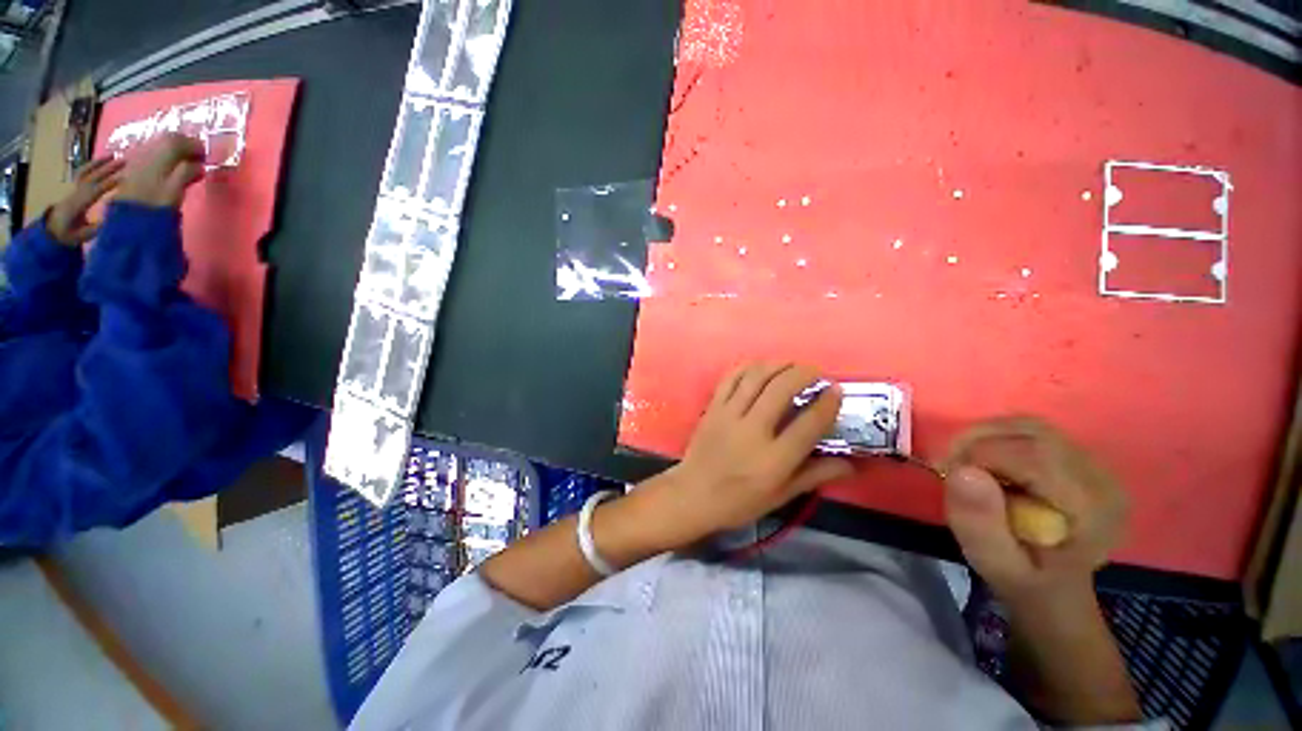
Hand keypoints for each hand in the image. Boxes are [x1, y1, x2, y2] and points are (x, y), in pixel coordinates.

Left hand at [46, 157, 125, 244]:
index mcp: (78, 204)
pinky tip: (101, 163)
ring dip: (99, 163)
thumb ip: (94, 228)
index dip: (108, 185)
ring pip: (86, 171)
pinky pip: (82, 173)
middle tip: (124, 161)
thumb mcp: (80, 236)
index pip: (95, 191)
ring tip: (113, 156)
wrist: (50, 231)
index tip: (124, 179)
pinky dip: (92, 166)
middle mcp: (75, 193)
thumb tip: (111, 220)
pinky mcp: (74, 188)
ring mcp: (73, 189)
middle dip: (107, 169)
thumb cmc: (67, 235)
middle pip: (92, 177)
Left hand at [114, 133, 205, 208]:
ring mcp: (138, 158)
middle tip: (196, 156)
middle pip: (168, 139)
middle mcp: (148, 150)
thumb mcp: (176, 190)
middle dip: (184, 144)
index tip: (206, 155)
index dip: (195, 145)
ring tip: (184, 161)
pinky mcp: (133, 166)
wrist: (129, 219)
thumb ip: (188, 173)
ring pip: (158, 144)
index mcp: (161, 155)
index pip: (180, 141)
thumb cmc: (157, 205)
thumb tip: (199, 165)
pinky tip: (167, 165)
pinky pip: (150, 152)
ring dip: (173, 149)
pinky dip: (162, 155)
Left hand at [638, 363, 853, 547]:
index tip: (836, 390)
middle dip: (803, 374)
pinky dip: (748, 367)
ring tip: (792, 364)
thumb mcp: (781, 495)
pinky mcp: (713, 408)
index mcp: (774, 459)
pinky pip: (730, 379)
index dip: (827, 403)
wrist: (693, 494)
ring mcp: (729, 415)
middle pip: (781, 389)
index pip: (809, 423)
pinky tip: (760, 366)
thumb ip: (815, 475)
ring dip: (777, 365)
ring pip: (756, 378)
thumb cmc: (739, 501)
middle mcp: (753, 430)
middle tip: (815, 372)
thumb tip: (852, 463)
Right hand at [939, 417, 1127, 606]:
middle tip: (948, 466)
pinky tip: (982, 461)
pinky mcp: (1076, 456)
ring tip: (962, 463)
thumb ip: (980, 525)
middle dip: (977, 441)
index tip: (946, 475)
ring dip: (983, 437)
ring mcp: (1092, 462)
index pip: (1033, 456)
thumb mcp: (996, 565)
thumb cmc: (1025, 580)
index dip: (979, 455)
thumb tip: (961, 472)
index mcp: (1091, 507)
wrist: (1055, 586)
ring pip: (1027, 425)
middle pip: (1031, 433)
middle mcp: (1101, 475)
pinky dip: (995, 437)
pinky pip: (1029, 431)